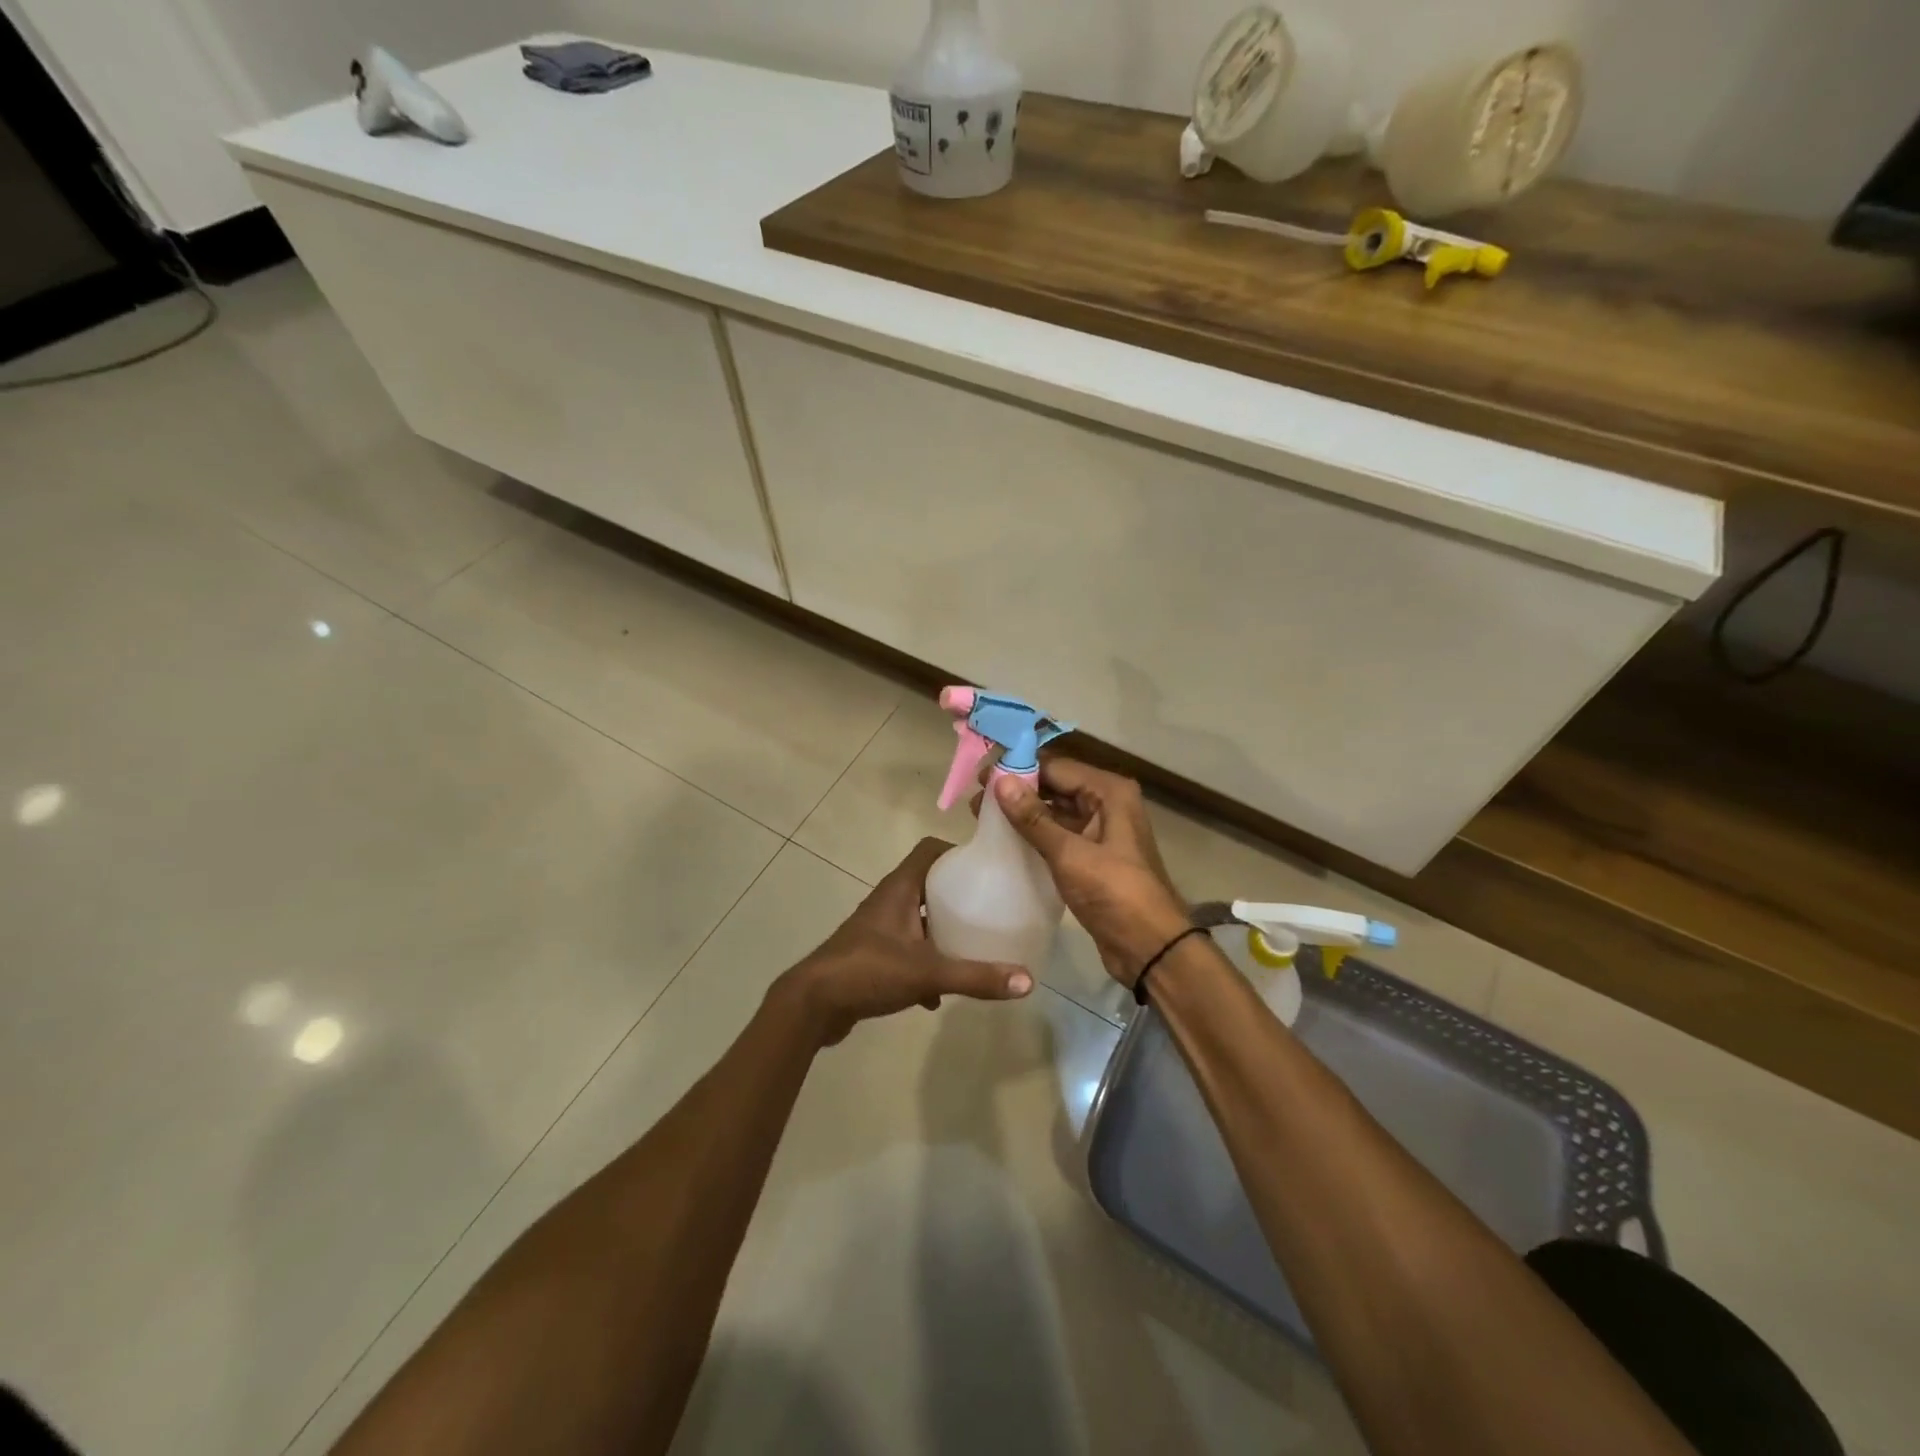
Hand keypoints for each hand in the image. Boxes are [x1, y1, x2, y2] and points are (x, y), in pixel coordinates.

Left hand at [774, 837, 1032, 1046]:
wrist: (813, 1004)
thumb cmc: (869, 971)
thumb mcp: (928, 972)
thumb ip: (976, 976)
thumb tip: (1027, 981)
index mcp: (900, 888)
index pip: (929, 850)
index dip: (957, 851)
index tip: (987, 866)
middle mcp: (888, 901)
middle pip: (928, 883)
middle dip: (957, 893)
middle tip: (989, 906)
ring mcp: (878, 928)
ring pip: (917, 919)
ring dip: (941, 930)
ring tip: (972, 944)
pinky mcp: (871, 955)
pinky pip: (906, 950)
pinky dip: (923, 964)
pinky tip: (938, 994)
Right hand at [991, 759, 1191, 988]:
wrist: (1149, 946)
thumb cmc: (1114, 892)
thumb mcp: (1069, 854)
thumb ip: (1033, 818)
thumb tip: (1000, 781)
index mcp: (1109, 792)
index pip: (1055, 766)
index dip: (1017, 768)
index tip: (980, 776)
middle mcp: (1107, 803)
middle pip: (1055, 785)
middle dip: (1017, 790)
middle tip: (975, 800)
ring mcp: (1100, 830)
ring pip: (1055, 811)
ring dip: (1023, 813)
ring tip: (982, 818)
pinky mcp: (1092, 856)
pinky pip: (1059, 835)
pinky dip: (1034, 834)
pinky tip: (1005, 840)